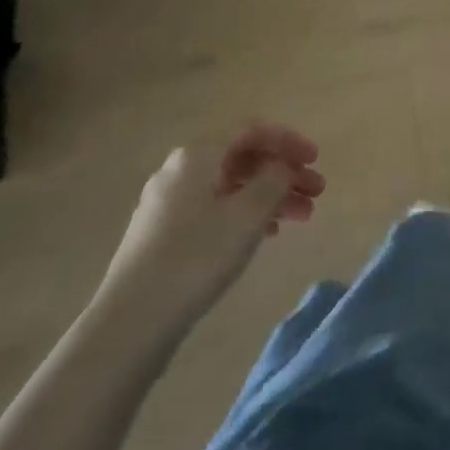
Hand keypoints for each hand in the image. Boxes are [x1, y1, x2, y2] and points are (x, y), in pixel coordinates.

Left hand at [93, 122, 324, 346]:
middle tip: (316, 194)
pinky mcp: (163, 232)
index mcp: (198, 155)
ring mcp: (168, 201)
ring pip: (231, 185)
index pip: (251, 130)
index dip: (288, 140)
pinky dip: (246, 213)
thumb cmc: (197, 257)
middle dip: (283, 172)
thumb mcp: (248, 214)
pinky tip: (266, 234)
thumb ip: (274, 180)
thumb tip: (281, 166)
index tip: (316, 159)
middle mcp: (180, 169)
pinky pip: (215, 207)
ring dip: (269, 195)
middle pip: (242, 158)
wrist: (132, 319)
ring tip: (301, 219)